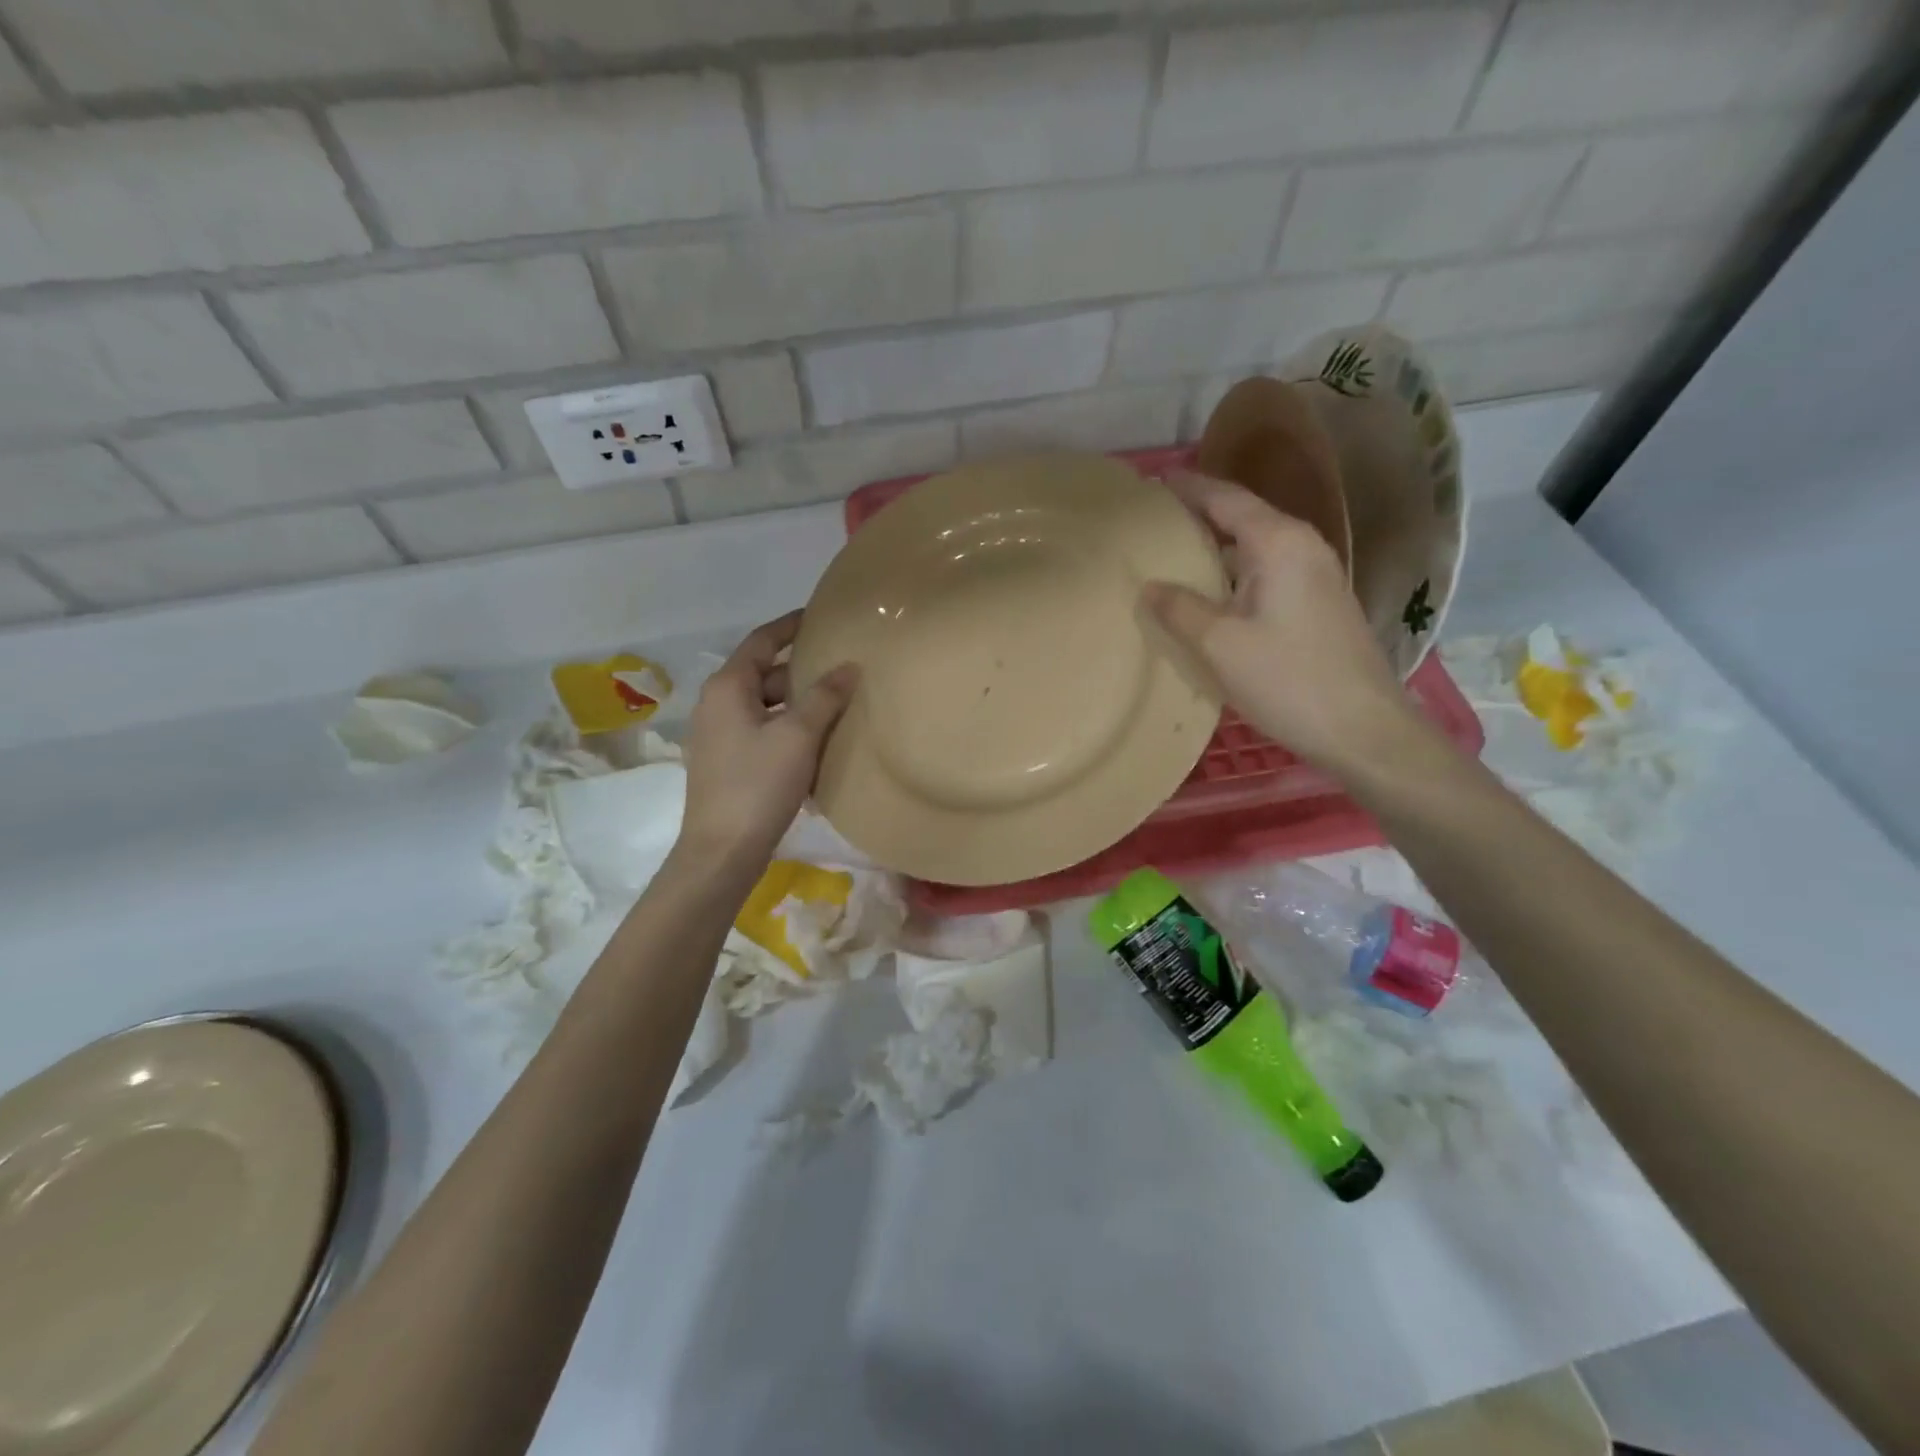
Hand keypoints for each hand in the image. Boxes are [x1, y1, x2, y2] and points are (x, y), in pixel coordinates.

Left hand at [678, 611, 857, 868]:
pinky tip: (815, 742)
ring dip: (795, 702)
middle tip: (840, 668)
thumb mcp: (798, 736)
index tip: (818, 616)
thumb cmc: (758, 785)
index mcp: (728, 687)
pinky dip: (786, 726)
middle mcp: (716, 704)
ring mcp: (718, 735)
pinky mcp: (725, 762)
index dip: (790, 626)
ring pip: (763, 705)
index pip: (761, 641)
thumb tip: (849, 667)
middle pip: (763, 674)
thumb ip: (824, 697)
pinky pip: (760, 730)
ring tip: (835, 704)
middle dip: (800, 670)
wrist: (722, 851)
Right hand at [1145, 472, 1414, 774]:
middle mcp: (1302, 546)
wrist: (1363, 728)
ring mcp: (1316, 575)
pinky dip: (1233, 571)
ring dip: (1216, 546)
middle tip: (1153, 521)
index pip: (1225, 498)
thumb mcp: (1220, 645)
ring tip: (1172, 554)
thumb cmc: (1288, 679)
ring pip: (1255, 546)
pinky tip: (1210, 593)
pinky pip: (1266, 571)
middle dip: (1198, 514)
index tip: (1150, 484)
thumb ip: (1180, 609)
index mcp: (1278, 542)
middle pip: (1242, 516)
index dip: (1187, 489)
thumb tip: (1149, 586)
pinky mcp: (1319, 603)